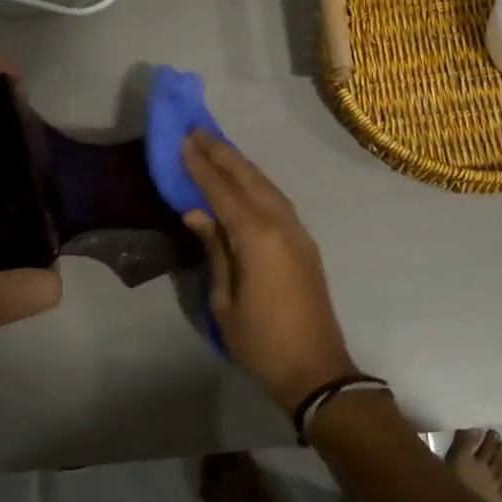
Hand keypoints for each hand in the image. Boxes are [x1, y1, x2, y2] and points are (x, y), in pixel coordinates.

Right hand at [181, 130, 360, 412]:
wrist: (316, 371)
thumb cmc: (262, 342)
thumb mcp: (224, 300)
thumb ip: (214, 251)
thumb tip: (196, 213)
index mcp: (258, 238)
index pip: (223, 192)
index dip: (202, 166)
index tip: (184, 141)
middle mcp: (281, 224)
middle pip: (249, 179)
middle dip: (223, 154)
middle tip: (198, 131)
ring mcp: (298, 232)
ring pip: (267, 186)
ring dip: (242, 165)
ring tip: (217, 148)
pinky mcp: (305, 243)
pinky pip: (278, 201)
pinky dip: (257, 185)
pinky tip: (244, 182)